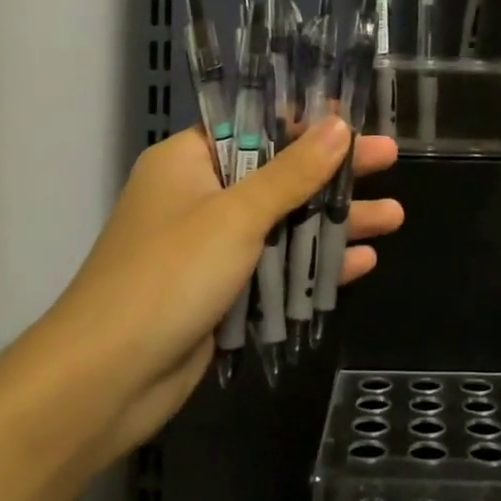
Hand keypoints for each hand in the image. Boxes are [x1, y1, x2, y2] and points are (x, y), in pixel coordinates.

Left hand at [44, 118, 401, 453]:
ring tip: (395, 216)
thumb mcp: (237, 216)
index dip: (306, 121)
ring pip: (284, 224)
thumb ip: (292, 172)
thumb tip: (339, 125)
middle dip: (334, 173)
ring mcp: (211, 248)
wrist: (105, 381)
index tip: (354, 118)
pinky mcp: (222, 292)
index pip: (256, 126)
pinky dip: (314, 264)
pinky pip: (276, 267)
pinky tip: (362, 262)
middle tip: (391, 160)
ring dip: (335, 222)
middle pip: (279, 174)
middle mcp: (199, 197)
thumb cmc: (168, 276)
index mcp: (188, 162)